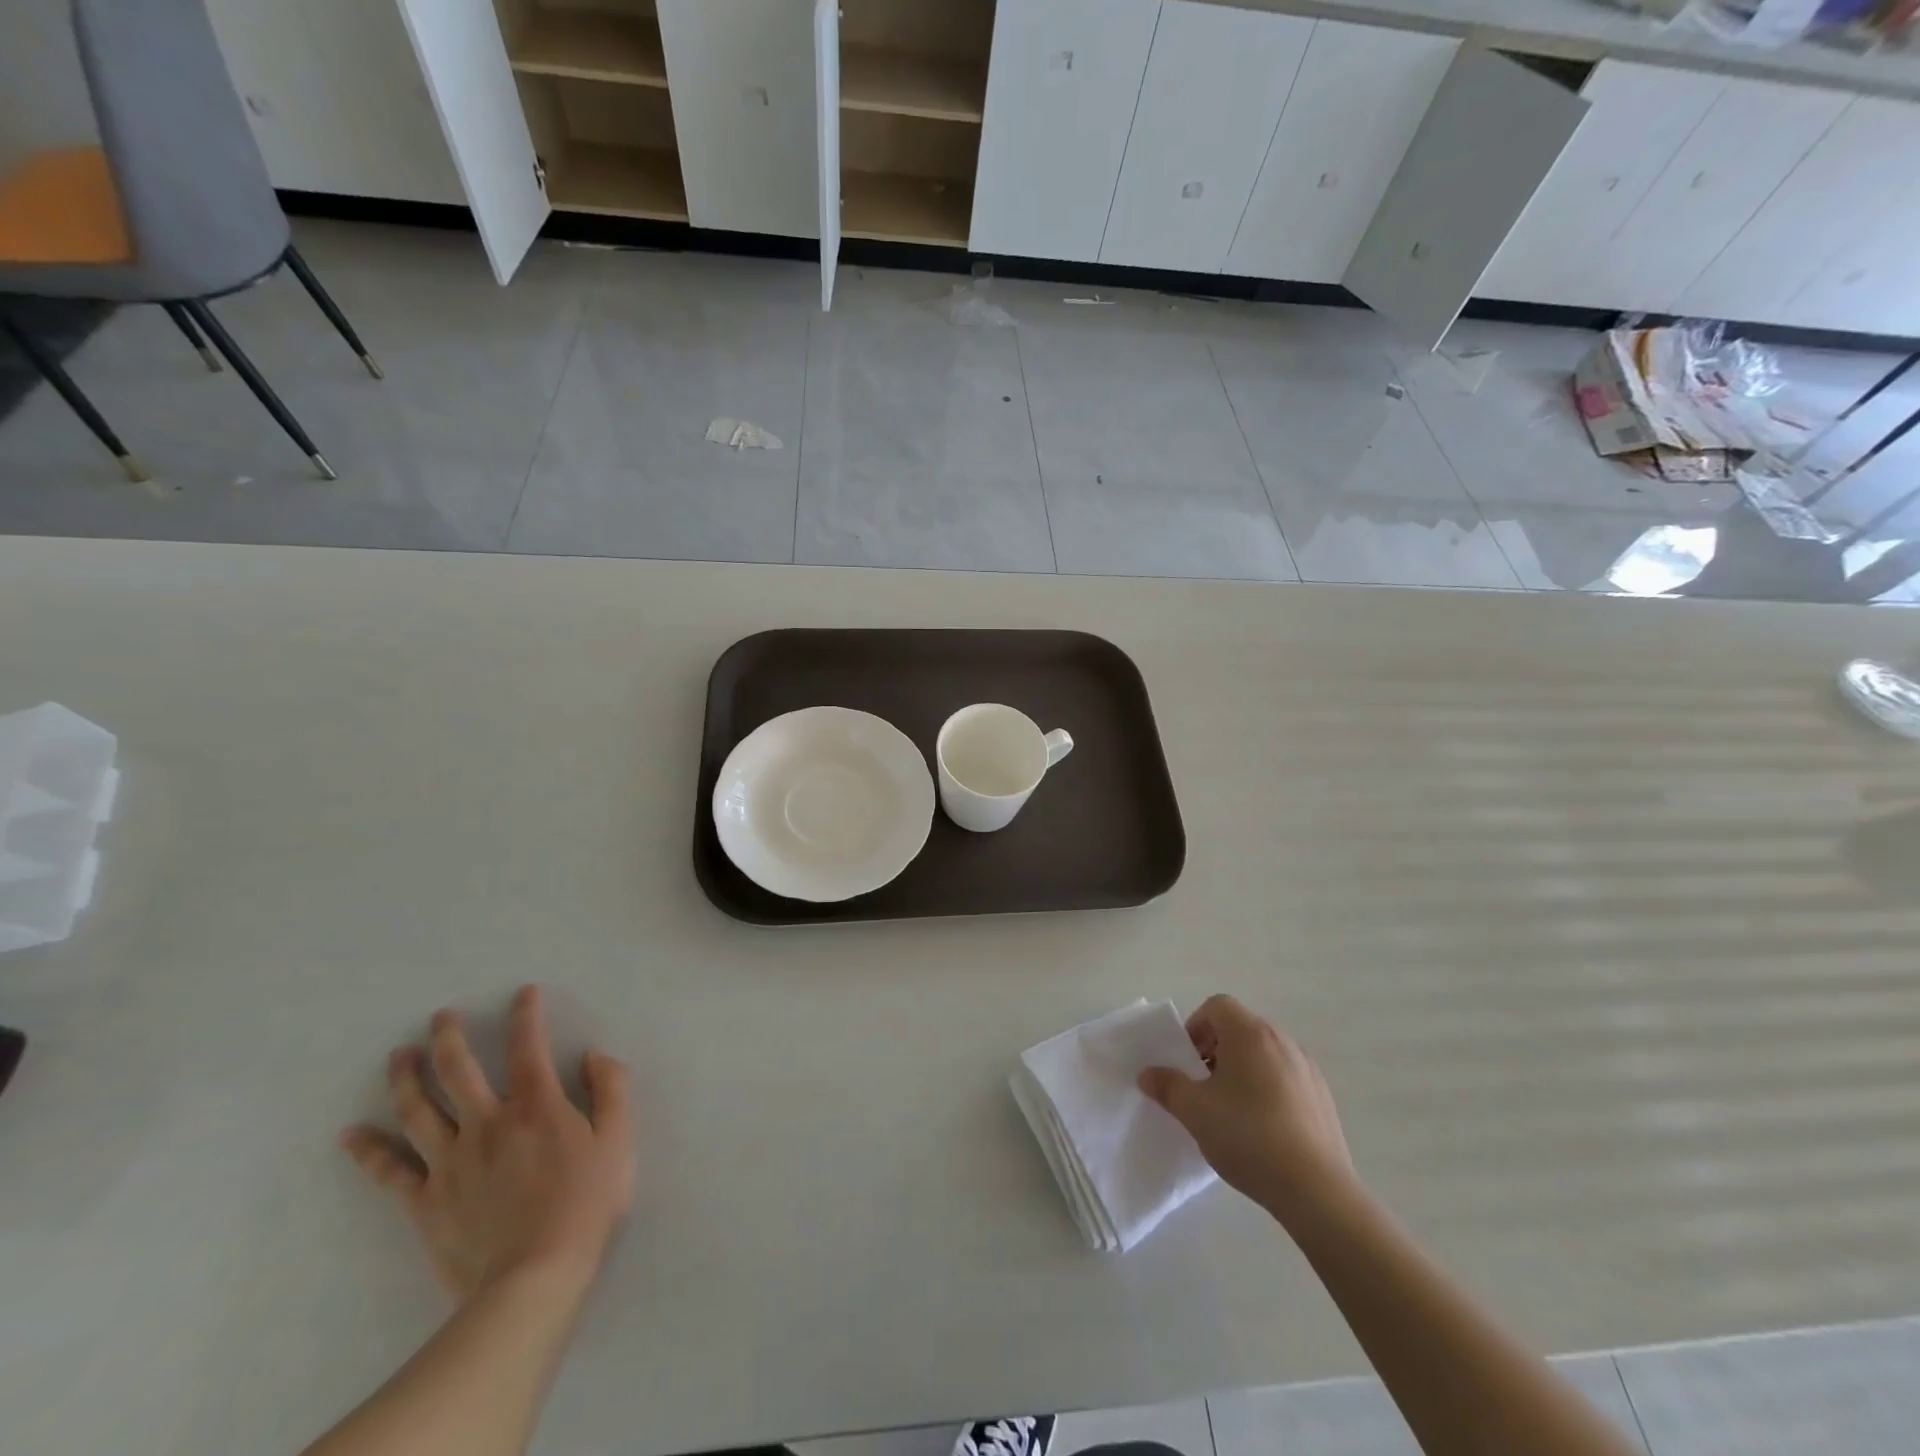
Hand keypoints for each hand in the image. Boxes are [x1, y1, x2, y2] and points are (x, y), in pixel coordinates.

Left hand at [341, 985, 635, 1304]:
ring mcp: (450, 1162)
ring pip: (418, 1111)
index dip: (526, 1014)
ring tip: (398, 1055)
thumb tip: (594, 1055)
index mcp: (536, 1106)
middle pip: (459, 1071)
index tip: (523, 993)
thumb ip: (611, 1090)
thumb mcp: (619, 1140)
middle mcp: (487, 1122)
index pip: (529, 1046)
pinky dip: (368, 1151)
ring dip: (406, 1079)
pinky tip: (350, 1136)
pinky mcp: (425, 1200)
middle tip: (440, 1016)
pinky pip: (390, 1171)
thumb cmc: (585, 1204)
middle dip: (448, 1038)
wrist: (533, 1278)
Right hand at [1139, 994, 1352, 1223]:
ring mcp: (1307, 1068)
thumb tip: (1148, 1074)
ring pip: (1263, 1054)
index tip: (1188, 1062)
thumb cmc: (1248, 1137)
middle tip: (1203, 1086)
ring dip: (1242, 1069)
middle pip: (1240, 1028)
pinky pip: (1285, 1077)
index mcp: (1250, 1034)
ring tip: (1231, 1110)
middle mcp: (1282, 1040)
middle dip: (1216, 1050)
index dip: (1196, 1028)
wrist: (1316, 1190)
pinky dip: (1267, 1088)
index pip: (1217, 1006)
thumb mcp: (1195, 1112)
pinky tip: (1262, 1127)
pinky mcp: (1322, 1096)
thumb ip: (1168, 1086)